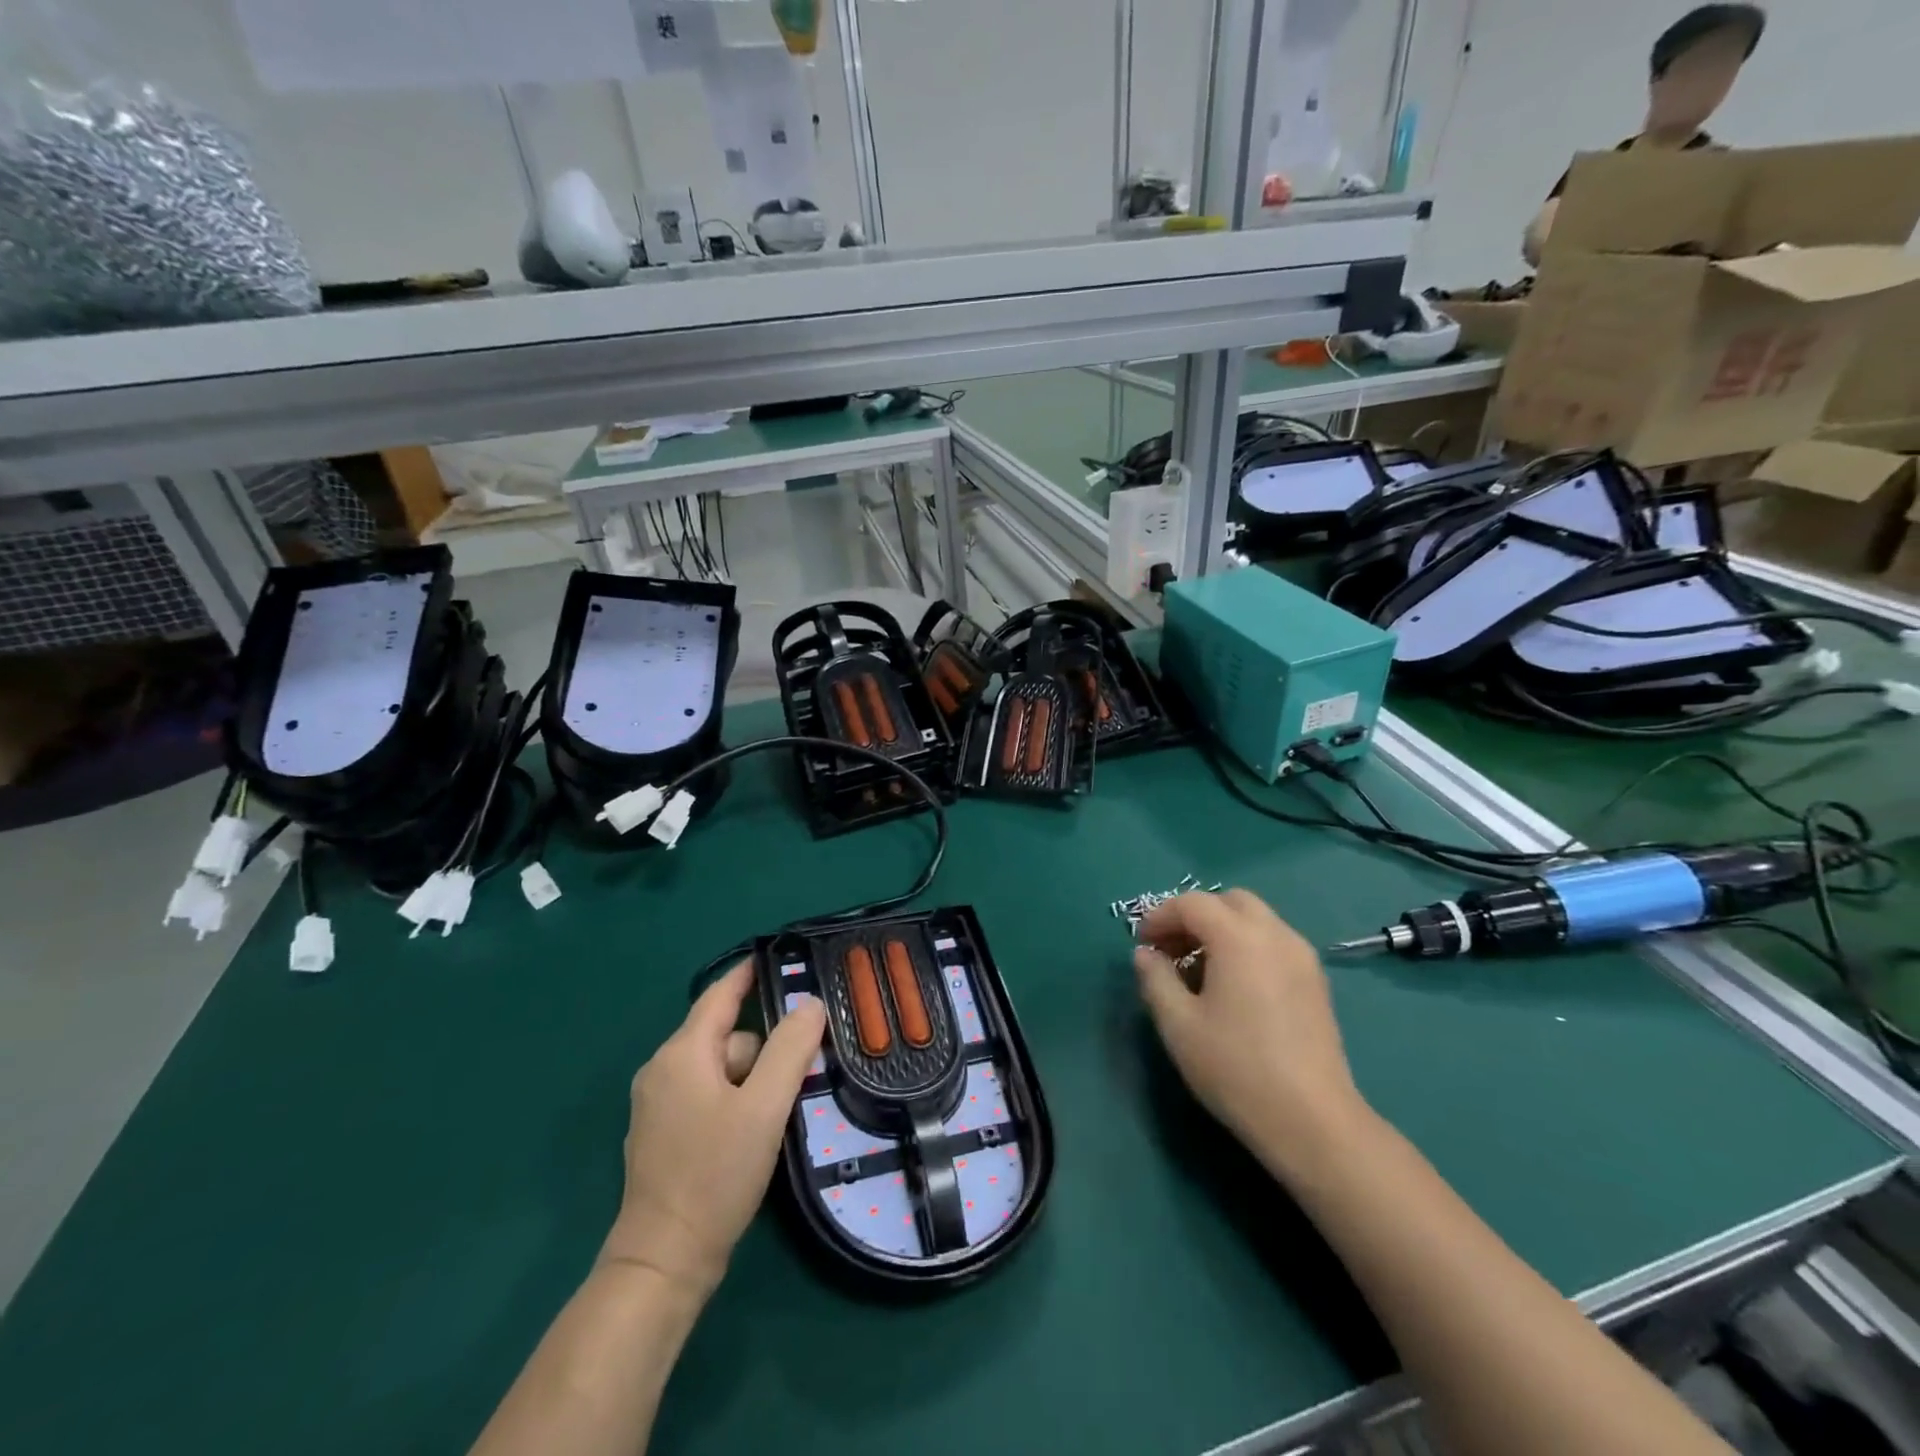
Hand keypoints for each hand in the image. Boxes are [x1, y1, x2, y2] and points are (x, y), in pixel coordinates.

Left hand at [602, 962, 825, 1297]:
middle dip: (765, 1046)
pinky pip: (709, 1095)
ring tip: (785, 1106)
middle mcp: (663, 1071)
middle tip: (806, 1064)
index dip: (749, 974)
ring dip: (754, 1078)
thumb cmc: (715, 1174)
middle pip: (726, 1036)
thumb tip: (810, 1003)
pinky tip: (759, 1128)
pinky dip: (737, 1099)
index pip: (720, 995)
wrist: (664, 1262)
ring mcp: (659, 1106)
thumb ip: (790, 1049)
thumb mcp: (764, 1107)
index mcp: (681, 1054)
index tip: (780, 958)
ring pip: (720, 1069)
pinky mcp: (664, 1136)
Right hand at [1134, 890, 1368, 1182]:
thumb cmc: (1236, 1068)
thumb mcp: (1178, 1024)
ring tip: (1200, 970)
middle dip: (1195, 916)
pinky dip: (1247, 946)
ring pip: (1256, 920)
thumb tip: (1146, 954)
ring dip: (1222, 930)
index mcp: (1239, 937)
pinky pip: (1274, 943)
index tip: (1142, 943)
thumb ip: (1155, 979)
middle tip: (1172, 950)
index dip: (1160, 916)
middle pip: (1229, 901)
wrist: (1312, 1121)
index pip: (1192, 903)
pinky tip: (1234, 987)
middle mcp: (1275, 935)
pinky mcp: (1316, 982)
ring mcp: (1302, 957)